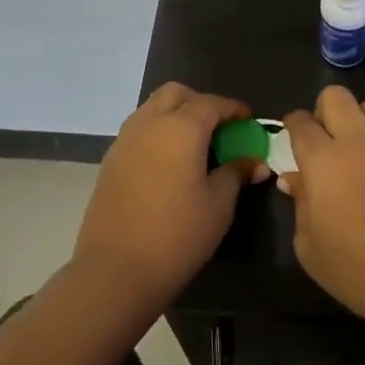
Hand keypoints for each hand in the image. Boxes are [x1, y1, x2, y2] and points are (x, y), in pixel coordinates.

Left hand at [73, 83, 271, 315]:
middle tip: (218, 128)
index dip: (233, 108)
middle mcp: (150, 123)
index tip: (248, 119)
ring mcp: (125, 140)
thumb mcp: (218, 205)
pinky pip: (138, 130)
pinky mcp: (110, 160)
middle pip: (176, 94)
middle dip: (199, 102)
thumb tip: (255, 161)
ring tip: (193, 145)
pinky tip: (168, 163)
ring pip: (152, 108)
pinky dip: (156, 132)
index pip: (211, 103)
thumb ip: (236, 174)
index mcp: (181, 127)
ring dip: (174, 114)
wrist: (115, 270)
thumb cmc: (177, 235)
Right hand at [281, 87, 364, 359]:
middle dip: (323, 110)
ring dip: (356, 118)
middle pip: (336, 96)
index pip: (302, 122)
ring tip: (354, 147)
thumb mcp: (310, 247)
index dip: (292, 124)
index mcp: (323, 160)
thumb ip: (300, 204)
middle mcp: (357, 141)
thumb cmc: (358, 271)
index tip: (291, 135)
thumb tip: (295, 179)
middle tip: (322, 139)